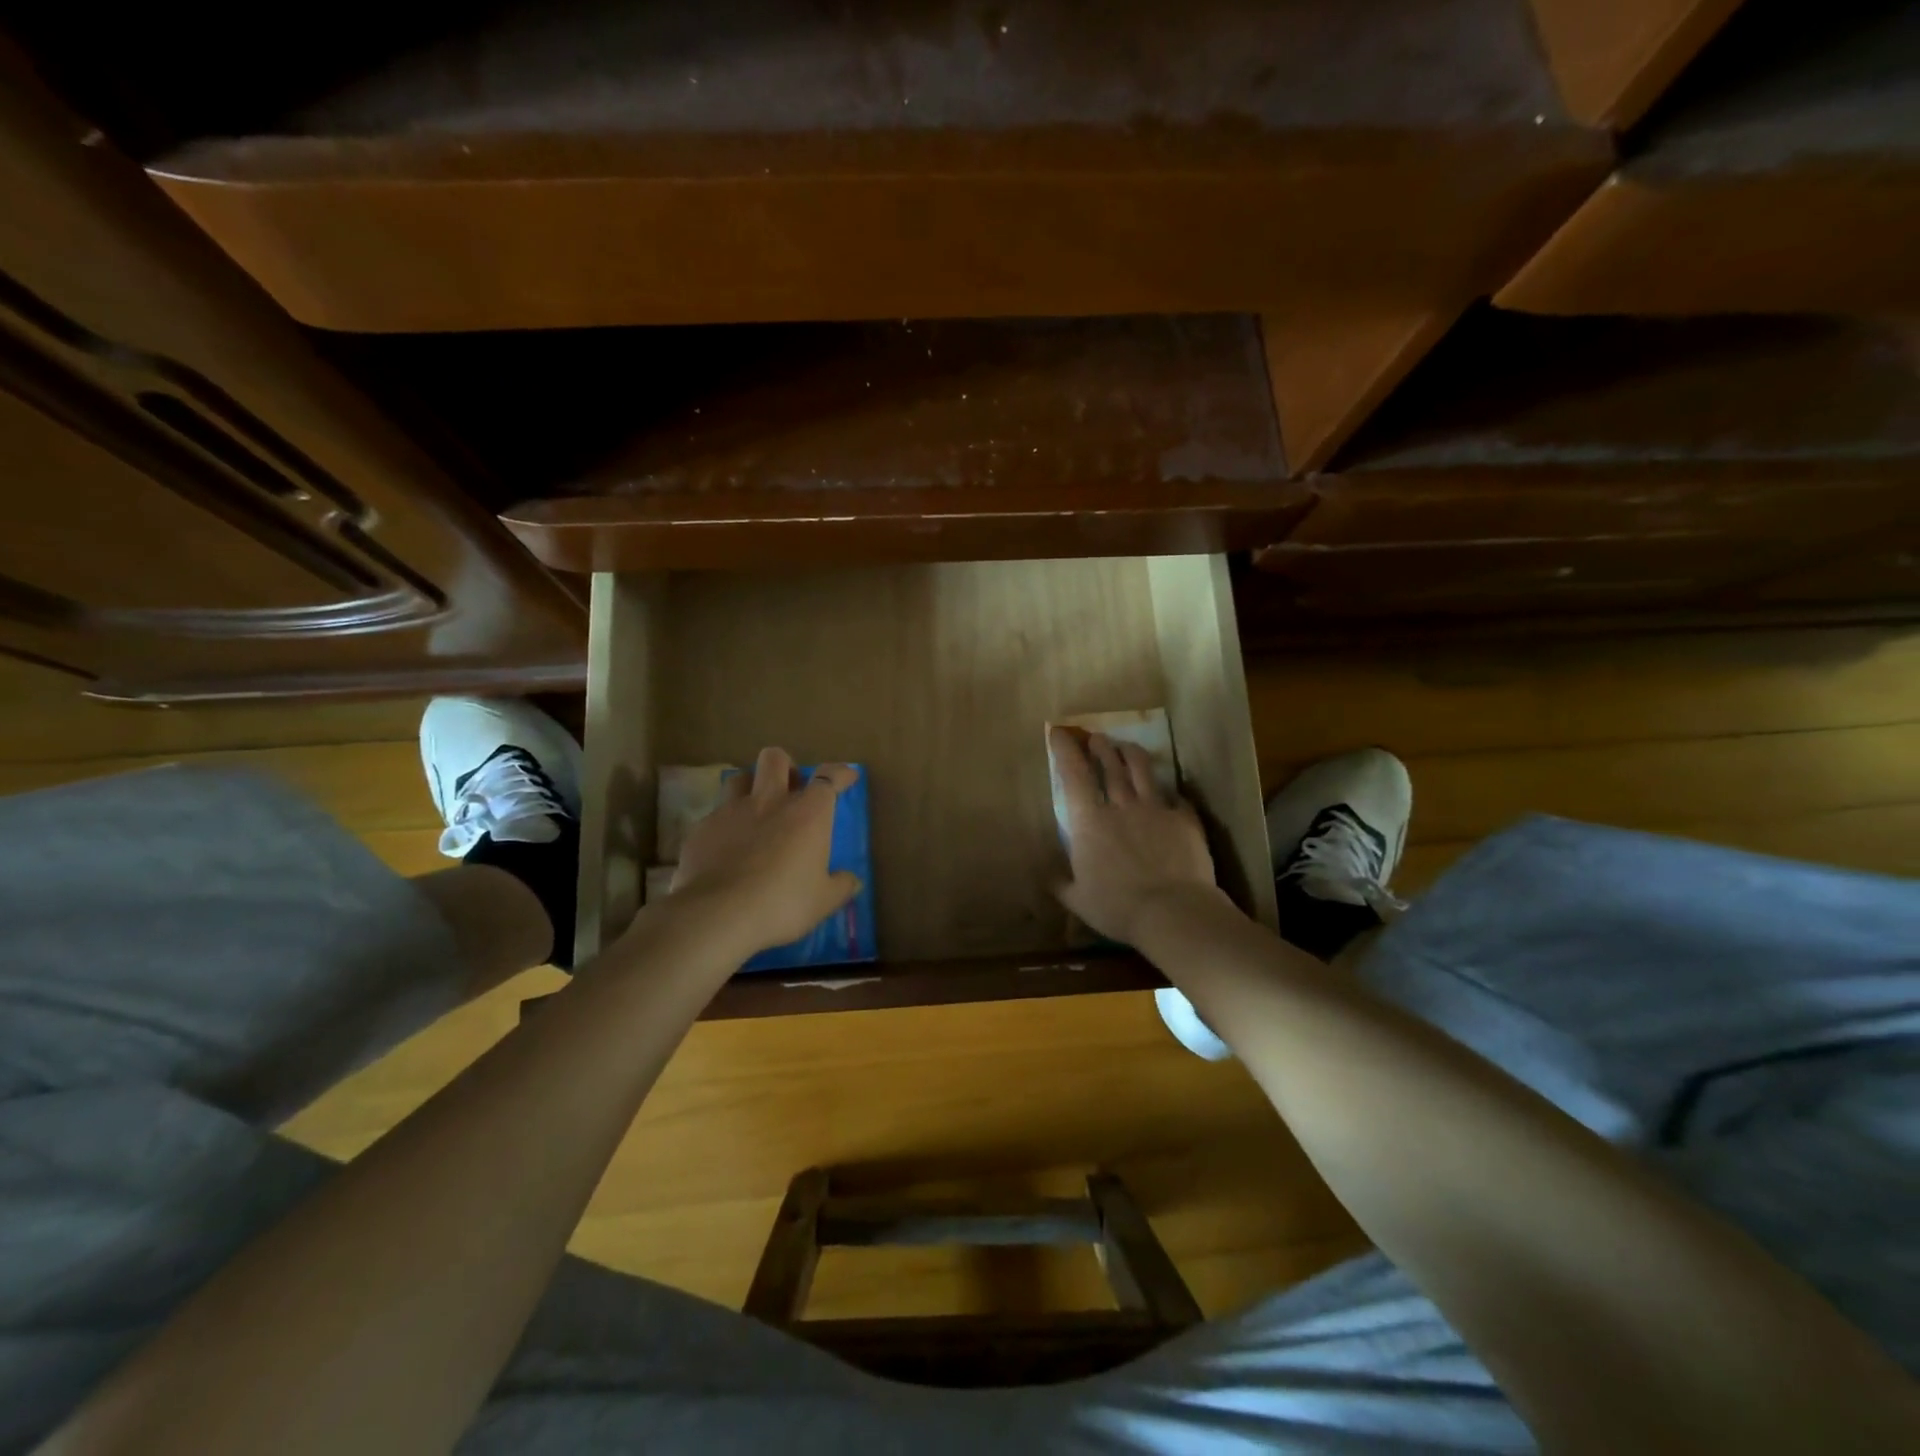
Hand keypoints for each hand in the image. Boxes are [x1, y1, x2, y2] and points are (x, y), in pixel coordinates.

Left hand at [670, 747, 861, 954]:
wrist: (718, 915)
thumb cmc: (782, 904)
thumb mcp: (823, 901)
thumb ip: (841, 886)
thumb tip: (852, 880)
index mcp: (808, 813)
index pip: (828, 777)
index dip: (840, 773)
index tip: (847, 776)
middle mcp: (770, 801)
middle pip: (776, 759)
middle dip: (786, 767)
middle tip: (791, 788)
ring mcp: (731, 811)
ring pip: (739, 778)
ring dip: (750, 787)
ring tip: (755, 809)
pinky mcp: (702, 829)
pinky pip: (715, 815)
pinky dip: (725, 825)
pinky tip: (726, 847)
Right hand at [1050, 727, 1220, 944]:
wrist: (1173, 911)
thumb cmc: (1117, 907)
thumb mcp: (1078, 900)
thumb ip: (1061, 884)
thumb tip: (1046, 877)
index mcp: (1089, 822)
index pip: (1073, 775)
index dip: (1065, 750)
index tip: (1060, 732)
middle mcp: (1121, 806)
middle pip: (1110, 766)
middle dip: (1101, 747)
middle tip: (1097, 737)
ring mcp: (1156, 809)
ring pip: (1143, 770)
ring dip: (1132, 754)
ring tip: (1127, 747)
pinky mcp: (1185, 820)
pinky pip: (1177, 798)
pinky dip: (1171, 793)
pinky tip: (1171, 794)